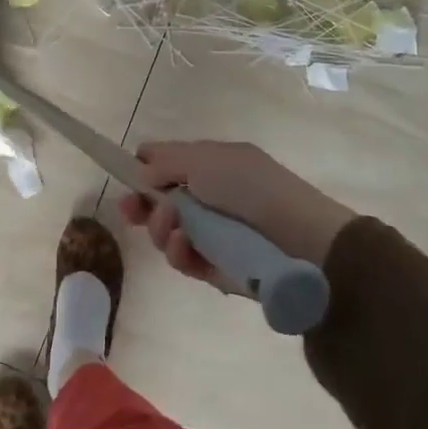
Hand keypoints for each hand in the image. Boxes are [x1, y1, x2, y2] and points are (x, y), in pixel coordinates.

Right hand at [118, 141, 354, 289]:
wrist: (301, 240)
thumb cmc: (251, 187)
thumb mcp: (205, 160)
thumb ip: (166, 163)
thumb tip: (140, 170)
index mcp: (214, 164)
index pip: (171, 163)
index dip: (146, 167)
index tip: (126, 175)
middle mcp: (211, 197)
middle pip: (162, 200)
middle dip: (142, 204)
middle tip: (128, 210)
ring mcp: (213, 234)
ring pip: (168, 232)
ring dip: (161, 227)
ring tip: (172, 227)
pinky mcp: (216, 268)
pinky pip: (184, 259)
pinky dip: (178, 252)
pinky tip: (181, 244)